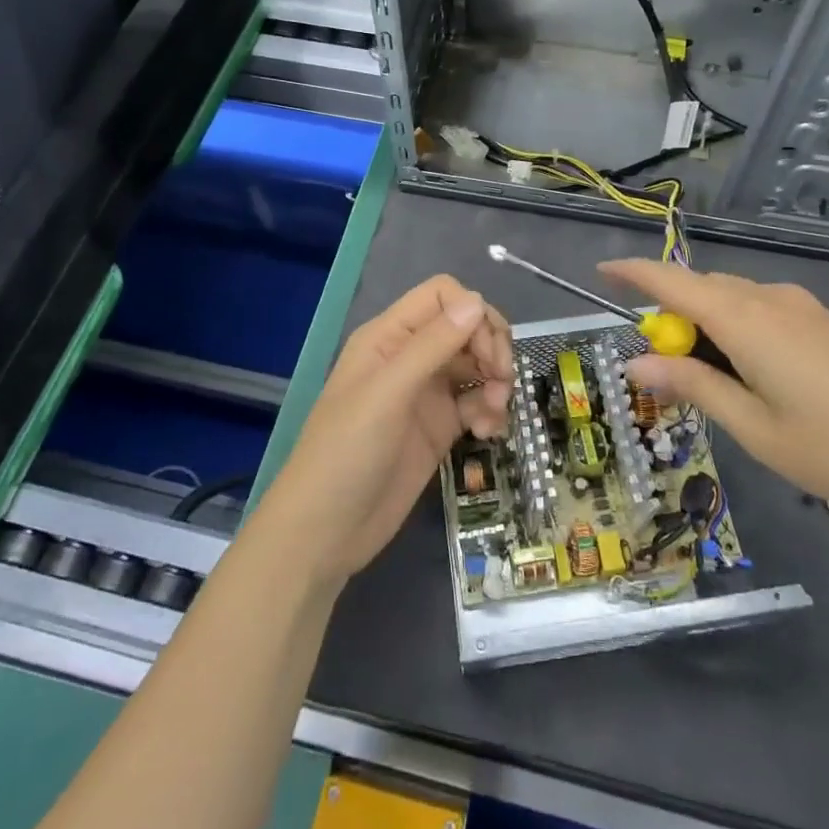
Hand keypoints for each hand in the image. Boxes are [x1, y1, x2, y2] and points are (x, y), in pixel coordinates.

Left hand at [262, 276, 511, 587]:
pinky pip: (475, 403)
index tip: (489, 351)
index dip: (473, 314)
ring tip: (495, 413)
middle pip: (465, 328)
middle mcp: (409, 357)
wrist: (325, 532)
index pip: (442, 296)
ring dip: (495, 381)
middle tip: (503, 380)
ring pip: (475, 366)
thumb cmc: (347, 452)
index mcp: (389, 337)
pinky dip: (489, 411)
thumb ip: (432, 346)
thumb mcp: (388, 394)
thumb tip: (477, 302)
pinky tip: (488, 433)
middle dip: (491, 347)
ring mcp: (425, 394)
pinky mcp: (438, 428)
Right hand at [601, 260, 828, 535]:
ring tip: (703, 380)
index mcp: (744, 319)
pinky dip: (733, 330)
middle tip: (658, 368)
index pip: (671, 282)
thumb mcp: (753, 427)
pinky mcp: (822, 323)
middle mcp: (769, 299)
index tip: (600, 273)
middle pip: (700, 290)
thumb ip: (692, 385)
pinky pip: (758, 310)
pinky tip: (746, 374)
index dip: (632, 273)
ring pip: (730, 299)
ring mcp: (801, 308)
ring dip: (703, 326)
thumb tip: (635, 362)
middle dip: (669, 317)